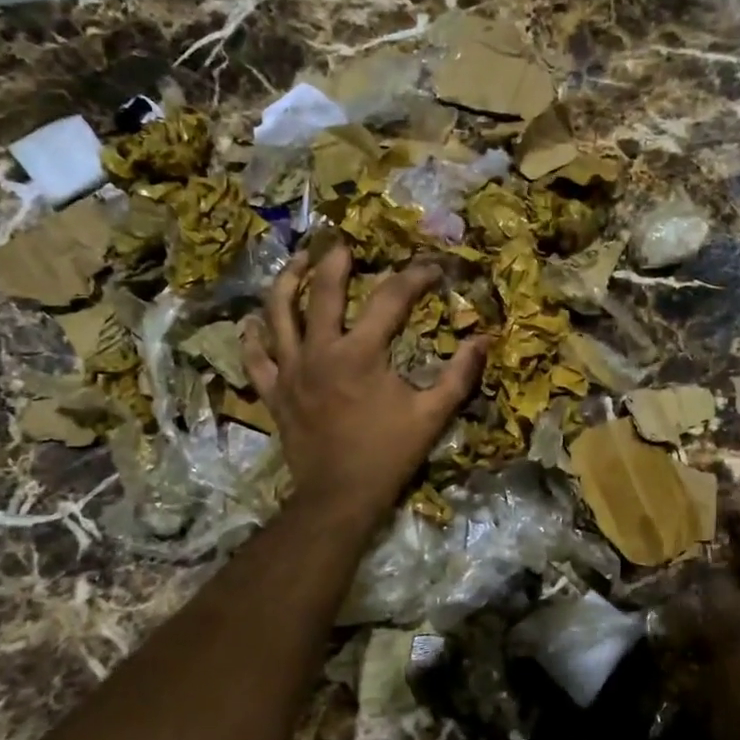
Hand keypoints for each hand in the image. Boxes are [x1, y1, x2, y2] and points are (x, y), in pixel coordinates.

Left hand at [241, 243, 487, 526]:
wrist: (339, 497)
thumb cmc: (388, 454)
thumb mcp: (432, 415)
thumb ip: (459, 375)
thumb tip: (485, 339)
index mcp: (361, 353)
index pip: (391, 298)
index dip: (414, 277)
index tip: (431, 269)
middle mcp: (320, 351)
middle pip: (324, 290)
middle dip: (335, 260)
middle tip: (343, 243)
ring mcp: (290, 370)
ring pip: (278, 313)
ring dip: (288, 282)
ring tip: (298, 262)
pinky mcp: (273, 392)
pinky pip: (255, 357)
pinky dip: (253, 337)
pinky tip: (253, 322)